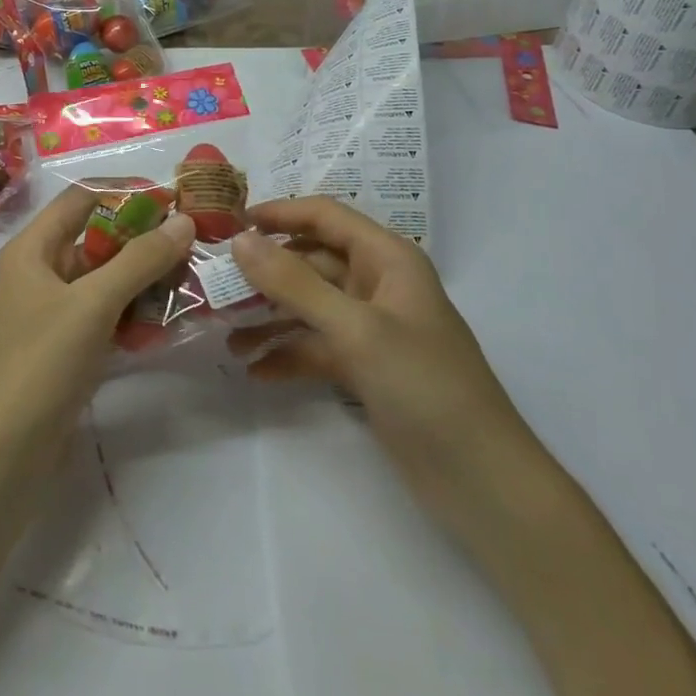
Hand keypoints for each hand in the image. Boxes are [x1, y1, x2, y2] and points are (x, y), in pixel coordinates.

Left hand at [0, 184, 197, 462]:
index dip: (125, 193)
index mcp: (31, 250)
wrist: (3, 456)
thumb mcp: (93, 305)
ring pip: (103, 280)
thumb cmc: (42, 365)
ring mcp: (49, 313)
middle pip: (95, 239)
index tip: (172, 199)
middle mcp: (37, 273)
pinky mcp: (62, 347)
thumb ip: (140, 260)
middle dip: (142, 240)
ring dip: (142, 279)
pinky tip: (166, 322)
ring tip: (190, 281)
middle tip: (191, 243)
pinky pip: (102, 315)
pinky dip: (131, 313)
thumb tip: (184, 222)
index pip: (81, 199)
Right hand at [229, 197, 532, 537]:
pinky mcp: (365, 368)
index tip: (229, 223)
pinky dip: (287, 355)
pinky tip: (254, 371)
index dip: (279, 213)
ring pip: (309, 307)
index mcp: (388, 259)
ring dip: (270, 318)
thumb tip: (240, 240)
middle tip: (214, 284)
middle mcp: (378, 285)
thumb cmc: (424, 386)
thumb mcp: (356, 329)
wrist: (480, 481)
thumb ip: (294, 283)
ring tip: (226, 336)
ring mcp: (371, 328)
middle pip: (311, 262)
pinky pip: (316, 348)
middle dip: (266, 272)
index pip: (326, 217)